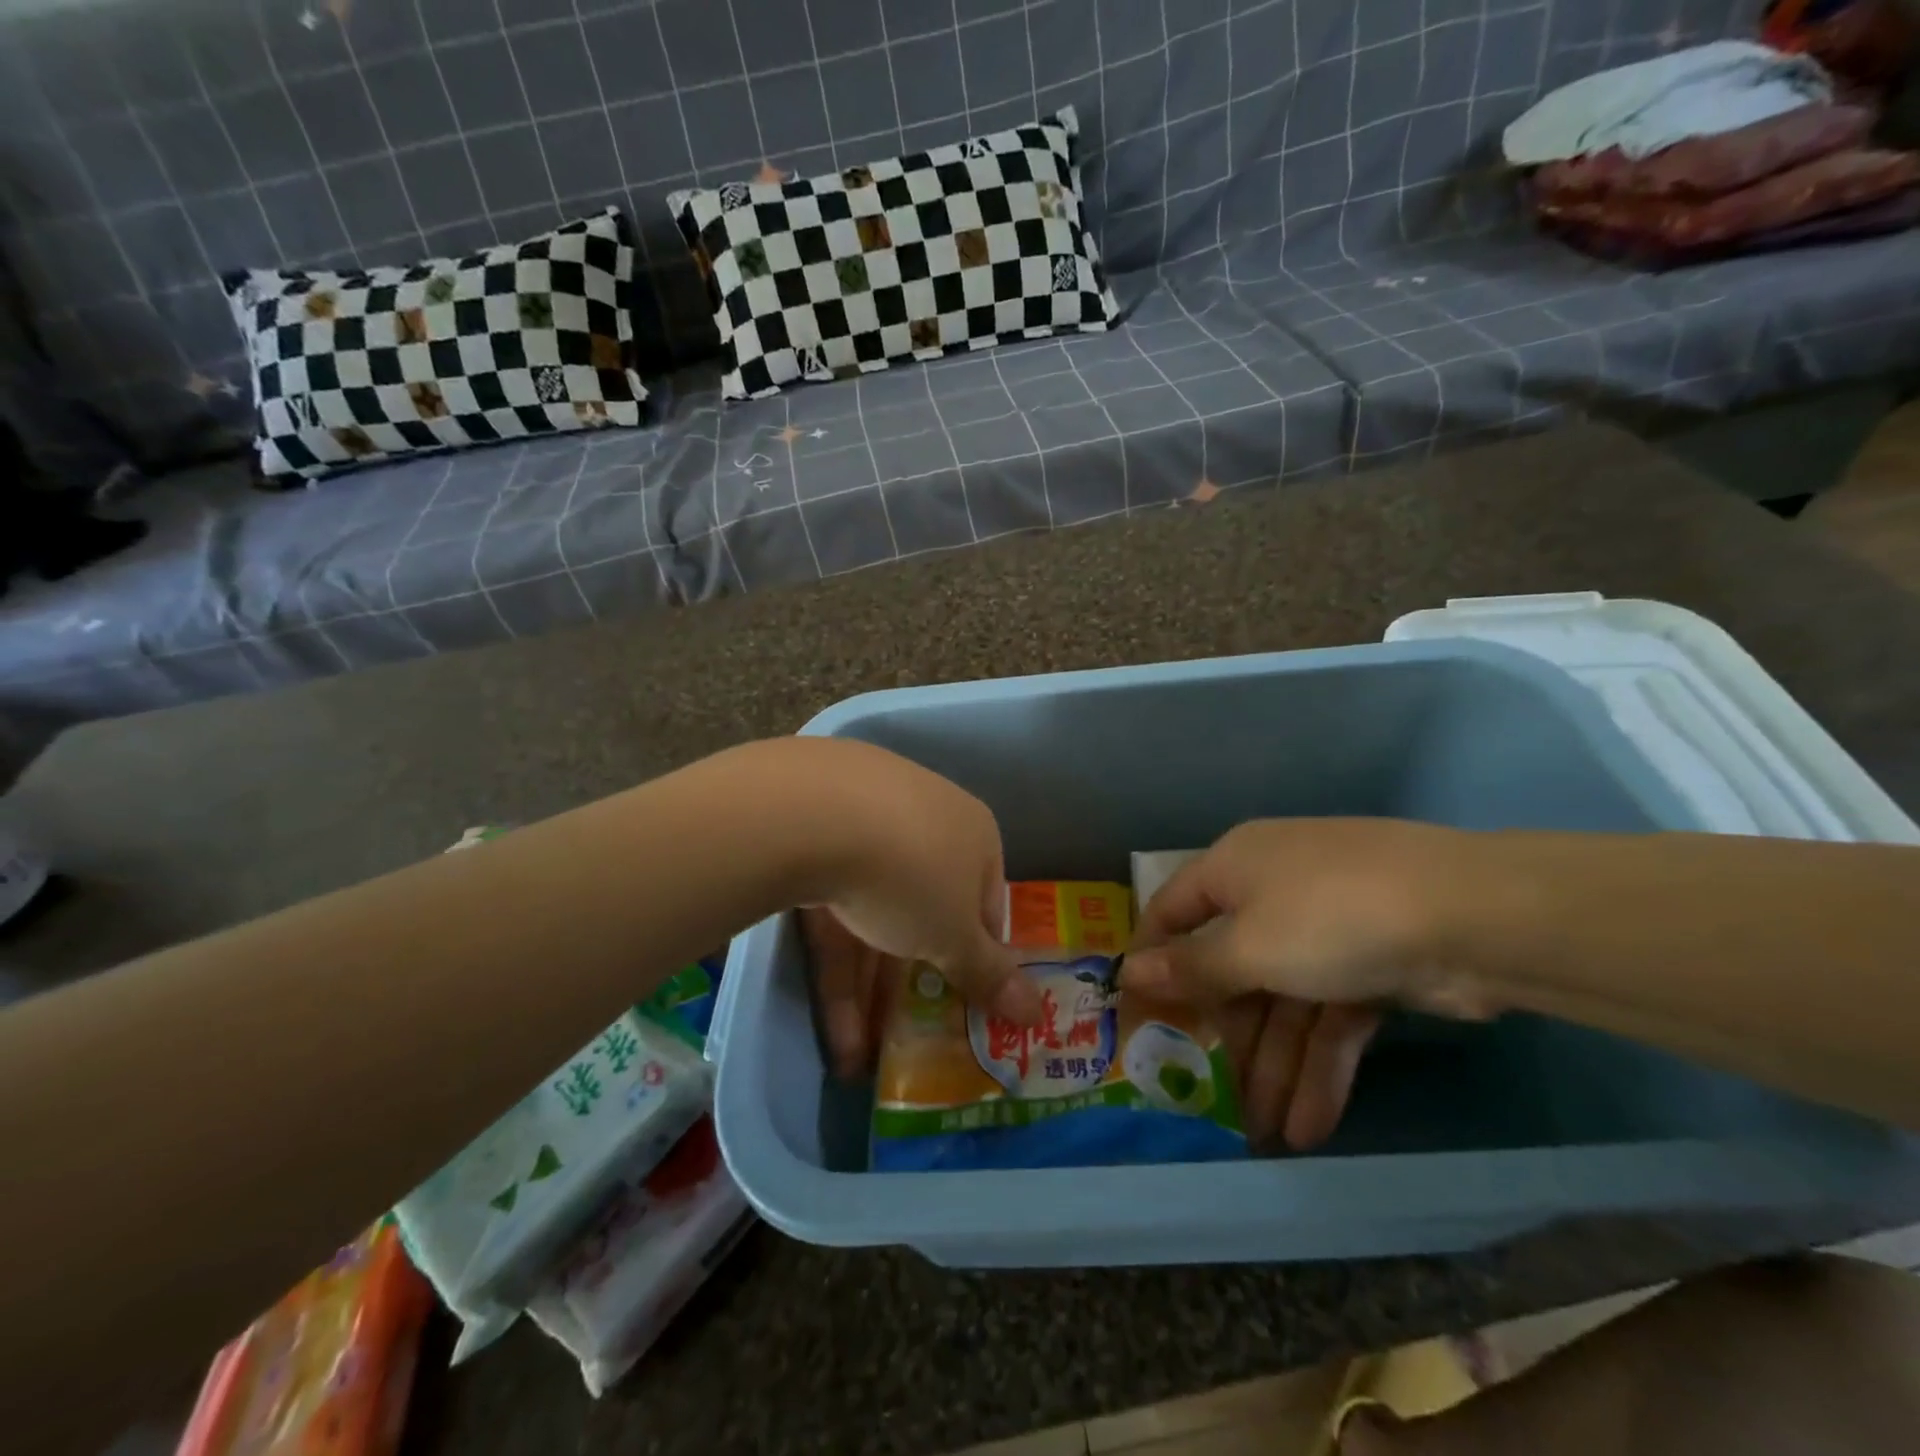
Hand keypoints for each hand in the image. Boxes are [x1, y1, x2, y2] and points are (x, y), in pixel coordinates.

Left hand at [796, 741, 1039, 1075]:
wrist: (812, 811)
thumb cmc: (911, 874)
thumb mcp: (955, 935)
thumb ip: (990, 975)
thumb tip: (1038, 1013)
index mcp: (973, 832)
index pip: (987, 902)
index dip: (979, 957)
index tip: (968, 1004)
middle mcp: (924, 817)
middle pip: (925, 911)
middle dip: (914, 982)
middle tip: (908, 1040)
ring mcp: (863, 821)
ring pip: (873, 917)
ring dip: (869, 991)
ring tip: (859, 1063)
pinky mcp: (811, 838)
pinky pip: (832, 912)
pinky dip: (836, 971)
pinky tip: (833, 1036)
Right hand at [1124, 819, 1491, 1149]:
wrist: (1476, 916)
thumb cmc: (1330, 917)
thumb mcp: (1249, 946)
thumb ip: (1190, 968)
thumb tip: (1129, 972)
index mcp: (1234, 867)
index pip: (1173, 912)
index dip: (1151, 963)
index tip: (1134, 1018)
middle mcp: (1273, 891)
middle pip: (1232, 967)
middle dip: (1226, 1037)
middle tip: (1209, 1097)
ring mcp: (1327, 929)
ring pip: (1283, 1001)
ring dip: (1274, 1066)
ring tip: (1266, 1136)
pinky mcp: (1373, 965)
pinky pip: (1330, 1014)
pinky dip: (1320, 1065)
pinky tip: (1310, 1124)